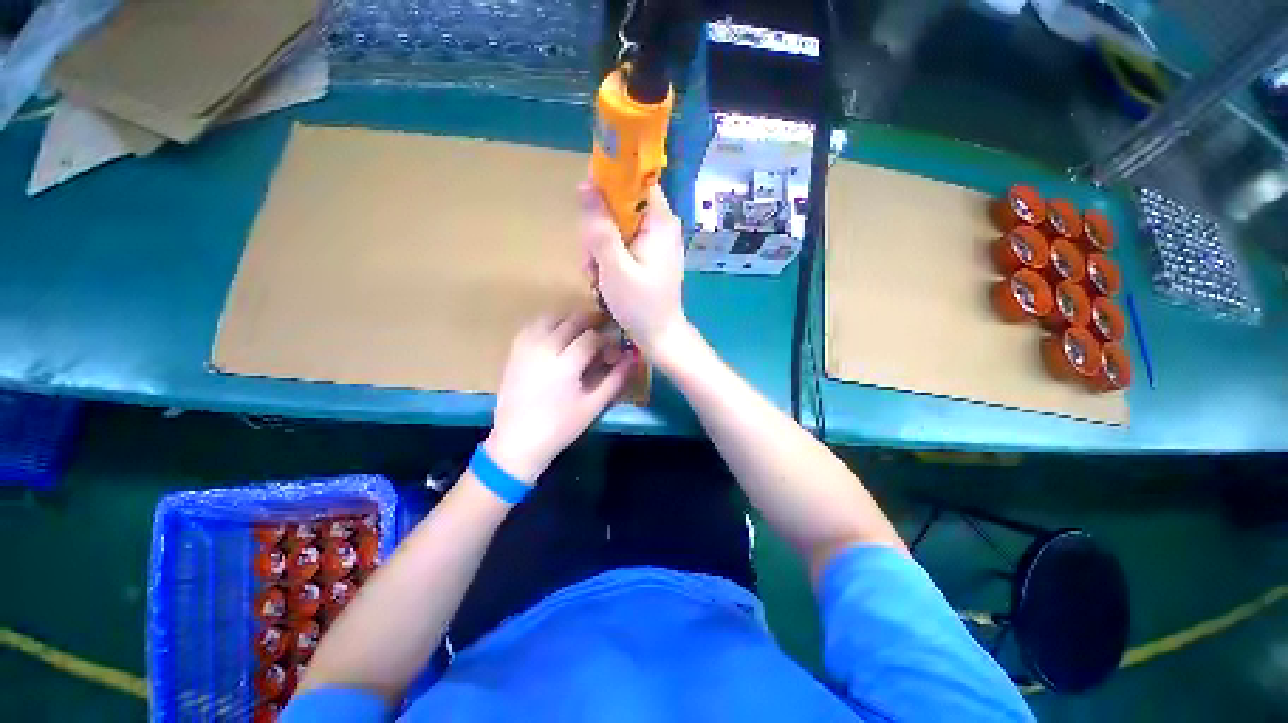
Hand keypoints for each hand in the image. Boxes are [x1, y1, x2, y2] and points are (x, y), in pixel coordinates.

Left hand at [486, 310, 636, 482]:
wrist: (517, 441)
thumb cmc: (560, 427)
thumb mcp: (593, 406)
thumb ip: (615, 379)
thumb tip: (632, 357)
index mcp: (565, 364)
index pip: (592, 337)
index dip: (608, 340)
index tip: (616, 350)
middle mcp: (544, 348)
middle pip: (571, 321)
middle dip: (592, 321)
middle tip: (605, 328)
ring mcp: (526, 347)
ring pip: (551, 317)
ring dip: (570, 318)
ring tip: (582, 329)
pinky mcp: (515, 351)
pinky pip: (533, 325)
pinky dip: (549, 323)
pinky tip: (558, 333)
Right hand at [579, 181, 686, 355]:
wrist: (659, 336)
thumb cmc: (640, 305)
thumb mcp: (614, 267)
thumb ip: (600, 227)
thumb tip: (586, 185)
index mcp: (659, 222)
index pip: (636, 181)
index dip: (610, 183)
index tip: (588, 203)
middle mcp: (661, 226)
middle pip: (621, 206)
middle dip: (599, 230)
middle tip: (592, 258)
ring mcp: (655, 243)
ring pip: (617, 227)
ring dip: (600, 249)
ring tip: (598, 276)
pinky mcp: (648, 257)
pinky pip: (622, 245)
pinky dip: (608, 259)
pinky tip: (603, 280)